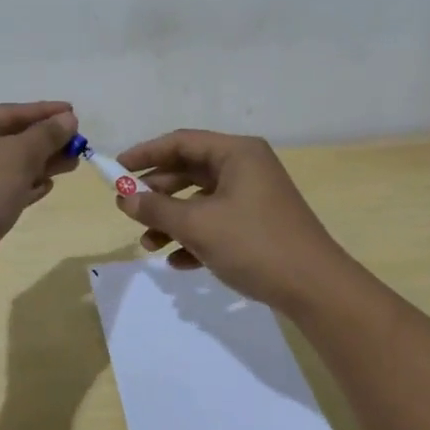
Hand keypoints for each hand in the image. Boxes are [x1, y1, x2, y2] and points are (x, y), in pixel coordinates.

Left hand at [0, 102, 79, 272]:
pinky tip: (45, 188)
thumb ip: (46, 135)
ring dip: (37, 165)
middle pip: (5, 139)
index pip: (7, 112)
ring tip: (70, 166)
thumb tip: (68, 119)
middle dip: (43, 142)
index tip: (74, 113)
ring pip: (3, 166)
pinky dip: (21, 186)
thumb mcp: (18, 156)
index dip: (43, 112)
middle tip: (78, 145)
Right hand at [114, 129, 353, 312]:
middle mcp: (246, 167)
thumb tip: (124, 198)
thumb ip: (157, 209)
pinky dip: (196, 238)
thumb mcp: (199, 225)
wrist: (315, 288)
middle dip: (157, 193)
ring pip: (202, 201)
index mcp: (237, 153)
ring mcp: (254, 197)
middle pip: (190, 170)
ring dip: (173, 221)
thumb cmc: (254, 244)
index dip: (145, 153)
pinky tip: (178, 262)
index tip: (115, 169)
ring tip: (148, 246)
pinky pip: (218, 223)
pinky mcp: (259, 225)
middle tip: (127, 210)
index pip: (181, 141)